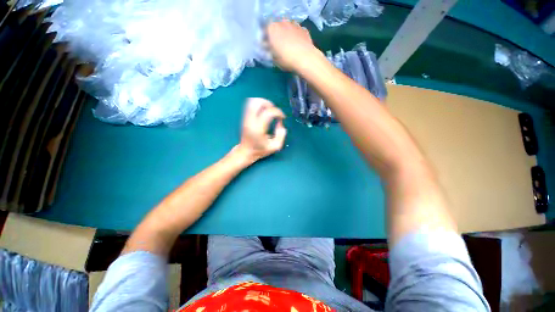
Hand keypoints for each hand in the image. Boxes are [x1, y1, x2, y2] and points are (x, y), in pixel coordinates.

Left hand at [235, 98, 286, 163]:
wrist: (246, 152)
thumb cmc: (261, 150)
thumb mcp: (275, 147)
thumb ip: (281, 135)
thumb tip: (280, 124)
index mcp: (258, 129)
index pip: (268, 112)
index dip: (278, 112)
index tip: (282, 118)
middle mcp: (250, 121)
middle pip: (257, 102)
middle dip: (269, 104)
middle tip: (274, 111)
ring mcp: (246, 118)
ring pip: (252, 101)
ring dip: (263, 103)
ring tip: (269, 110)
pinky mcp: (244, 117)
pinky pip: (250, 105)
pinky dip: (258, 105)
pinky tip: (263, 112)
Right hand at [265, 20, 319, 71]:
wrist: (305, 58)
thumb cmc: (286, 59)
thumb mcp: (274, 58)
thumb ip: (270, 51)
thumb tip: (268, 48)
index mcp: (272, 28)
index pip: (265, 31)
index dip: (266, 39)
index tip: (267, 47)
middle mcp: (282, 22)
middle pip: (277, 27)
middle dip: (276, 35)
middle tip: (278, 46)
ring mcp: (294, 24)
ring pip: (288, 28)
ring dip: (287, 34)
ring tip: (288, 45)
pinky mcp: (303, 29)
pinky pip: (297, 31)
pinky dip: (296, 36)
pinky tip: (297, 45)